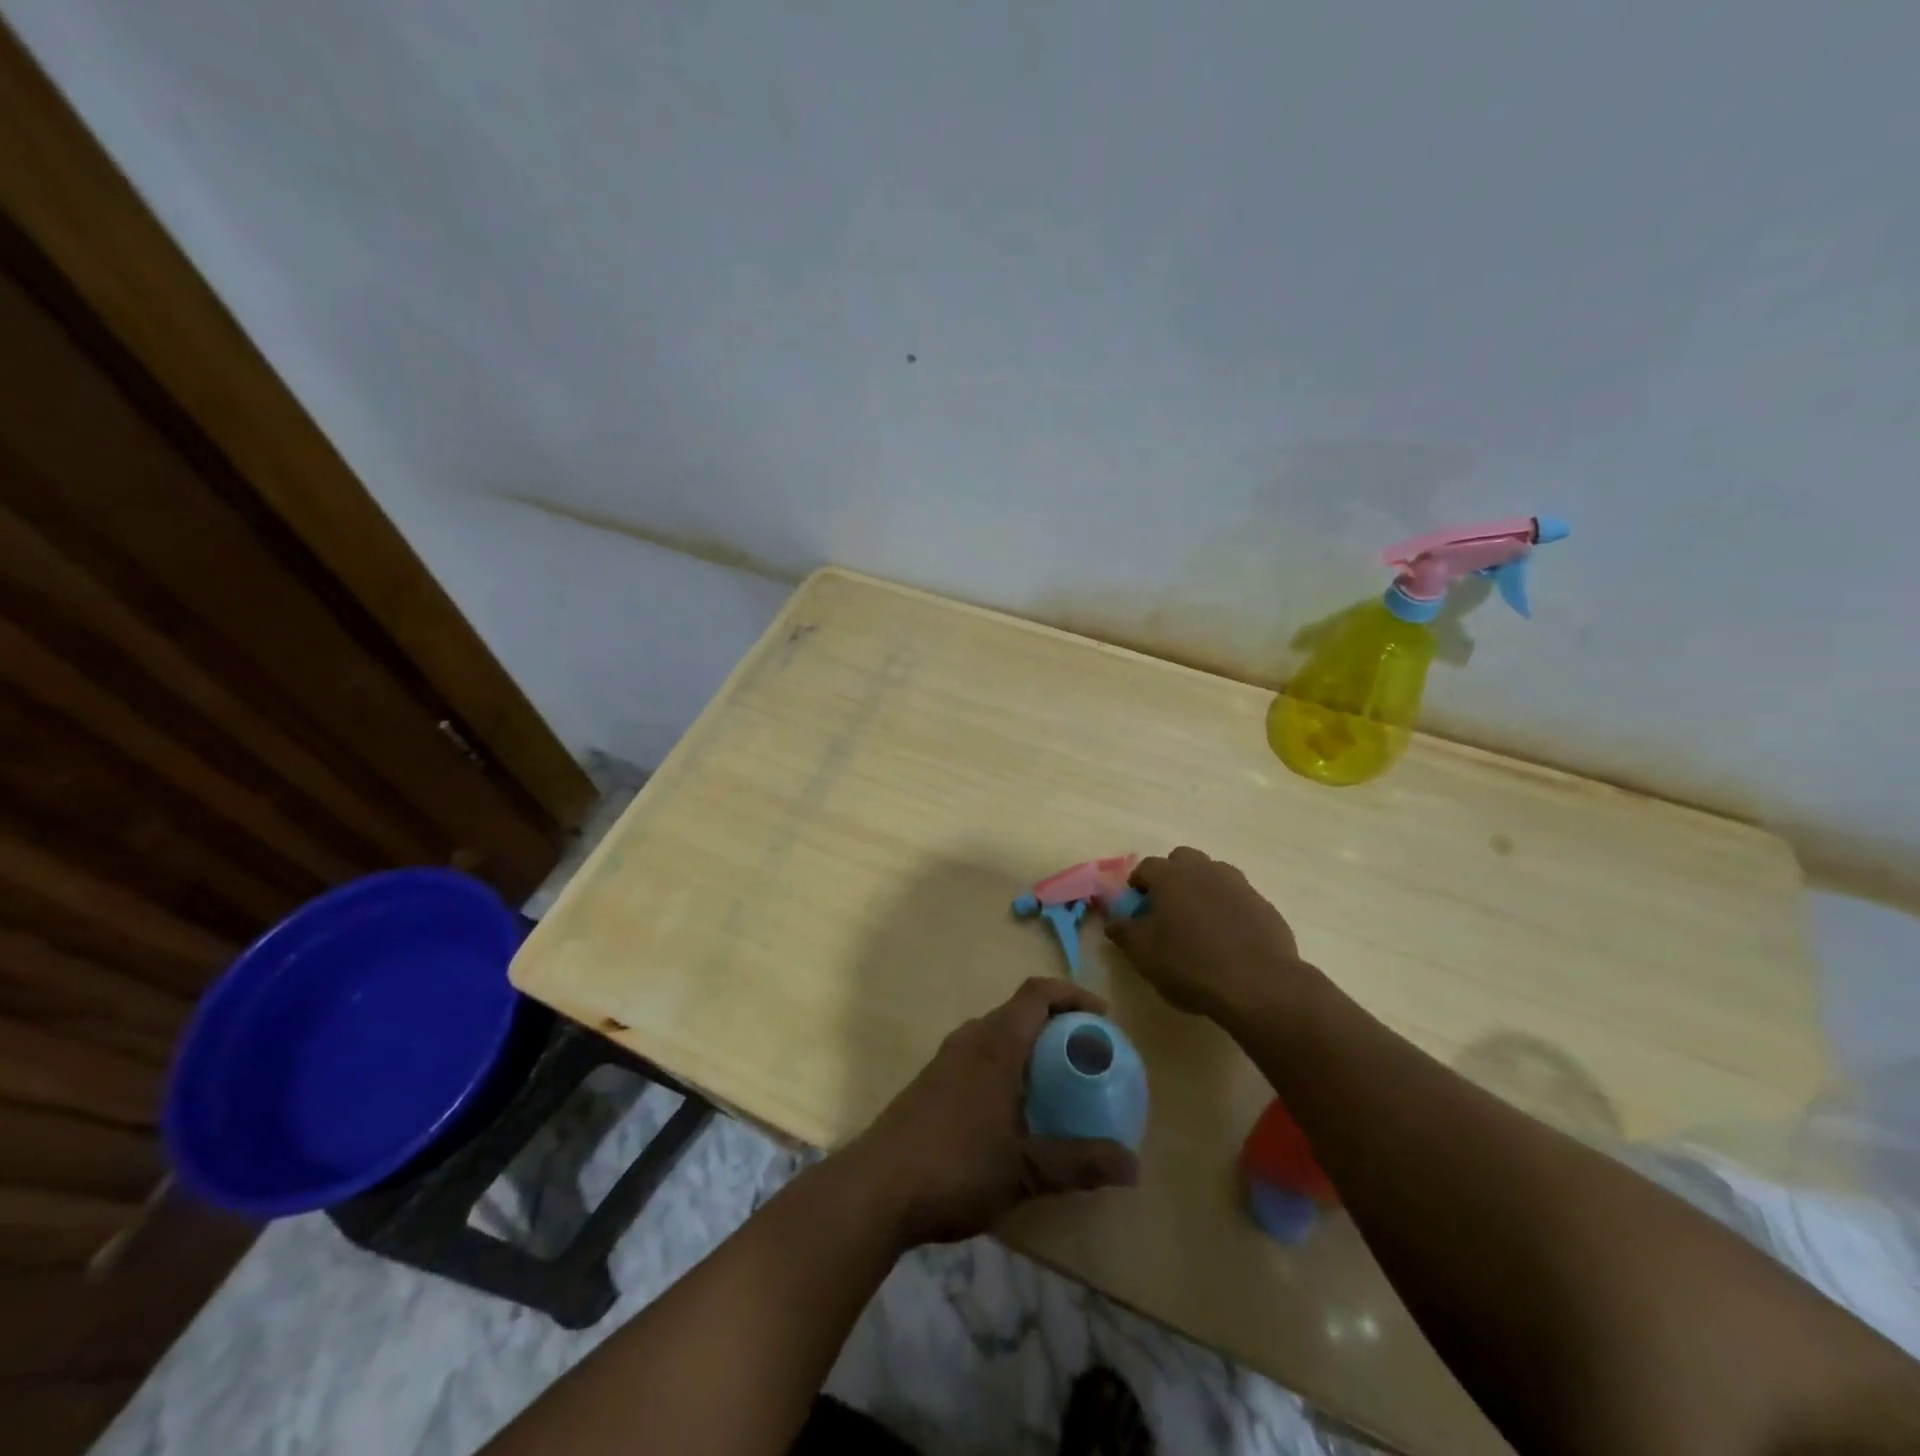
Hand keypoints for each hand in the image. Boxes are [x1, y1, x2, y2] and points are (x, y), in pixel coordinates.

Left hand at [847, 978, 1139, 1247]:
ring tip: (1056, 1084)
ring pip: (997, 1034)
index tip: (1102, 1018)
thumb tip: (1133, 1166)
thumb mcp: (1025, 1170)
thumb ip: (1079, 1164)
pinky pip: (979, 1056)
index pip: (1037, 993)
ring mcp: (946, 1058)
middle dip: (1056, 1025)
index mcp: (996, 1043)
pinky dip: (1006, 1065)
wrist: (877, 1187)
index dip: (1072, 994)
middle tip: (1086, 1057)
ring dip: (1029, 1047)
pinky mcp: (931, 1081)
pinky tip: (1013, 1110)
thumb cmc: (956, 1167)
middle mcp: (971, 1038)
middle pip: (1019, 1011)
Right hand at [1105, 846, 1308, 1023]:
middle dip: (1173, 875)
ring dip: (1203, 888)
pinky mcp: (1264, 905)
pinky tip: (1229, 937)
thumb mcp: (1144, 954)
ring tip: (1199, 920)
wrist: (1258, 985)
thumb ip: (1124, 932)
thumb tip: (1113, 921)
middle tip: (1168, 906)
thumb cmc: (1190, 965)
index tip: (1137, 903)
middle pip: (1184, 859)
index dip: (1139, 882)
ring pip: (1214, 874)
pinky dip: (1229, 908)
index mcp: (1171, 877)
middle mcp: (1205, 871)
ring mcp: (1239, 885)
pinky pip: (1238, 897)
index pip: (1147, 866)